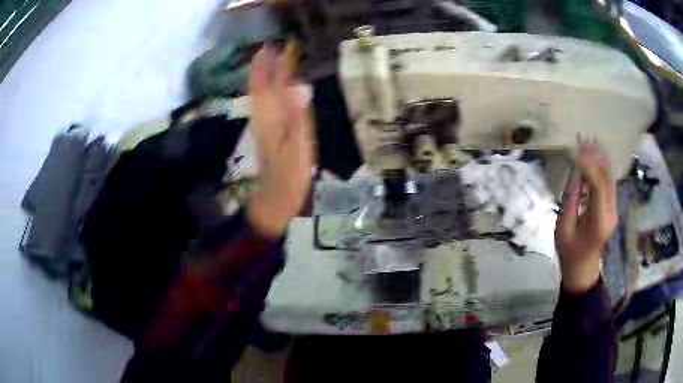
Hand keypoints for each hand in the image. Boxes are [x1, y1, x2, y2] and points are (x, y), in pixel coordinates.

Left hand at [246, 46, 313, 238]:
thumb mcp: (299, 146)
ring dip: (262, 78)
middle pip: (260, 88)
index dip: (269, 66)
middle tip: (268, 49)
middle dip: (262, 68)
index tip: (271, 47)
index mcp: (271, 118)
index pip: (268, 85)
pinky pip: (263, 107)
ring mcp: (263, 126)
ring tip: (267, 62)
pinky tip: (270, 90)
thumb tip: (299, 84)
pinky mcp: (265, 134)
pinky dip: (265, 94)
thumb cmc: (290, 176)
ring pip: (259, 97)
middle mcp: (263, 118)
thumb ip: (298, 115)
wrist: (274, 199)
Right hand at [555, 143, 617, 293]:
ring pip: (610, 178)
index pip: (597, 186)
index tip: (575, 149)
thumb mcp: (564, 227)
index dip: (588, 165)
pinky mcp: (612, 208)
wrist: (583, 270)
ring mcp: (614, 210)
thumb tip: (575, 169)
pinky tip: (596, 155)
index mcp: (599, 221)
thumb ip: (571, 198)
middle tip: (583, 138)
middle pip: (607, 178)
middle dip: (596, 156)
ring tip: (590, 140)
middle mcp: (611, 212)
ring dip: (600, 158)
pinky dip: (602, 167)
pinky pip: (609, 183)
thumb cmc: (569, 253)